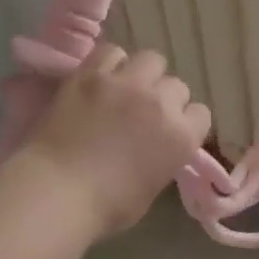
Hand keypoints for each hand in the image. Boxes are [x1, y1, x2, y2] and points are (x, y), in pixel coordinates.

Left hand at [19, 44, 212, 239]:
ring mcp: (126, 83)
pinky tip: (100, 78)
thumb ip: (163, 158)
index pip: (200, 114)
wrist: (57, 191)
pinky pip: (111, 51)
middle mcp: (160, 102)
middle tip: (144, 112)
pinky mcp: (92, 74)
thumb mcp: (151, 187)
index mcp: (181, 137)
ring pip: (152, 59)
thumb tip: (155, 147)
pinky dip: (109, 63)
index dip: (184, 123)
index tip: (169, 132)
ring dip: (143, 73)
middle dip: (164, 98)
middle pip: (177, 85)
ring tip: (125, 88)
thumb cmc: (106, 206)